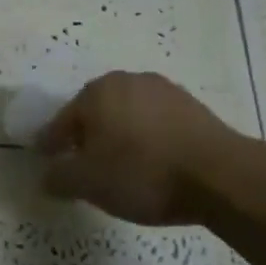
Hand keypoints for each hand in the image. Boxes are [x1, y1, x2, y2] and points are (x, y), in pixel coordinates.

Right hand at [36, 72, 239, 226]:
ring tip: (120, 166)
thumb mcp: (89, 184)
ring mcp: (163, 90)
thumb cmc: (142, 173)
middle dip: (86, 136)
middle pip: (95, 112)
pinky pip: (155, 122)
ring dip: (119, 135)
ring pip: (127, 114)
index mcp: (96, 93)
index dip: (51, 143)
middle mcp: (127, 81)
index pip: (62, 121)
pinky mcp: (192, 106)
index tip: (45, 160)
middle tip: (83, 164)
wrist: (220, 175)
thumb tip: (47, 176)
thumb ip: (60, 178)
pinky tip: (152, 162)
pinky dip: (147, 138)